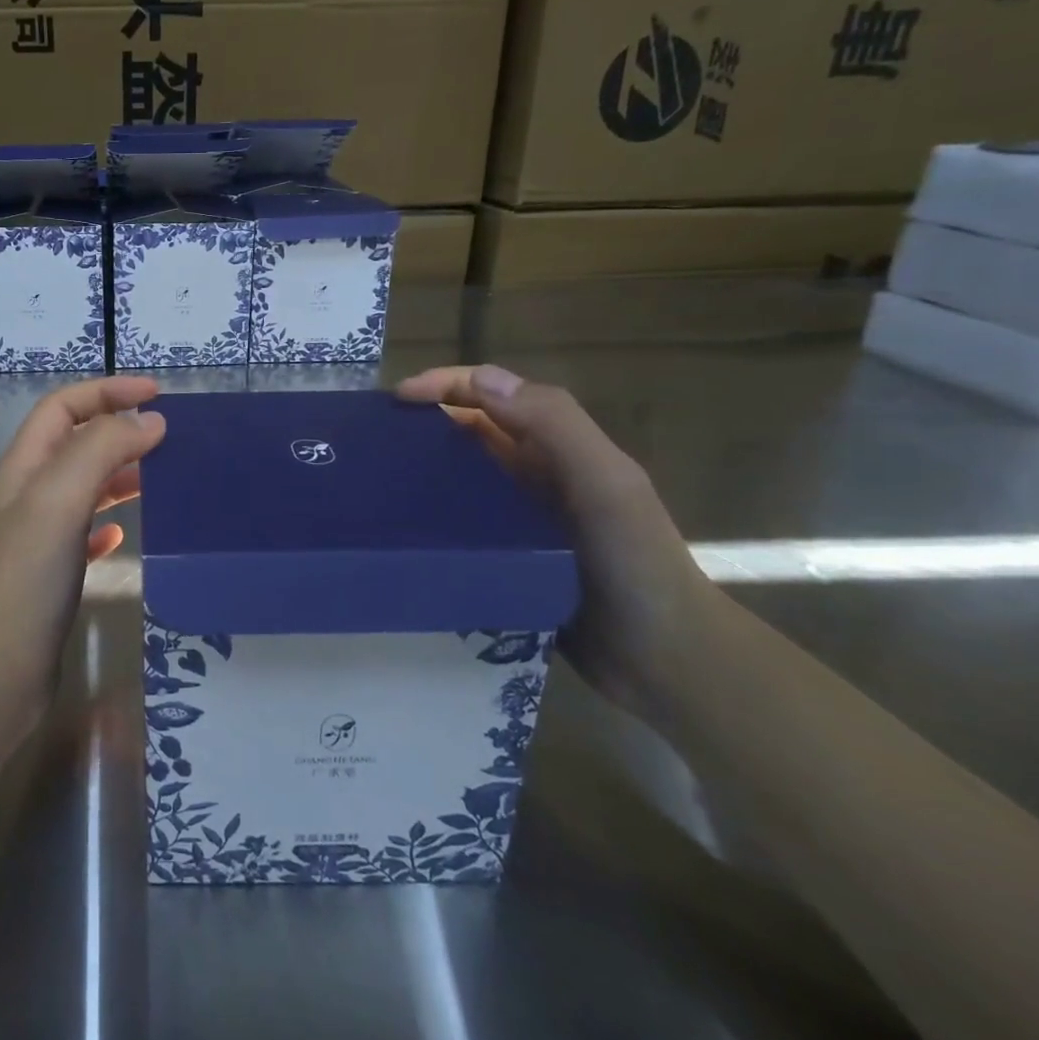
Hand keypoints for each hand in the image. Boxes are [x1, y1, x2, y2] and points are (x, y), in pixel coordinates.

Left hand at [0, 377, 166, 738]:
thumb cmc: (23, 581)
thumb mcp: (58, 500)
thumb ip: (100, 450)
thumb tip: (149, 421)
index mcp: (25, 468)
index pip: (63, 407)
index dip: (107, 391)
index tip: (157, 396)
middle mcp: (28, 496)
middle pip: (74, 443)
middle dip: (118, 428)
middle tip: (168, 437)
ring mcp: (36, 539)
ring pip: (82, 488)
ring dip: (118, 473)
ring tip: (160, 477)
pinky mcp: (49, 578)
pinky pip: (82, 534)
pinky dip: (107, 522)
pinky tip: (124, 534)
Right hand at [396, 365, 716, 726]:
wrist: (664, 660)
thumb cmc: (636, 564)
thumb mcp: (604, 486)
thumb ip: (554, 426)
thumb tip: (480, 379)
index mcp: (560, 447)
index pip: (495, 396)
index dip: (448, 385)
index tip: (397, 399)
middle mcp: (536, 473)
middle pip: (472, 430)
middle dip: (426, 421)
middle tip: (374, 439)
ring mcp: (520, 517)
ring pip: (463, 475)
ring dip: (425, 467)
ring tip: (376, 479)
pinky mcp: (508, 556)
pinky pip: (462, 522)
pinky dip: (433, 514)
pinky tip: (401, 526)